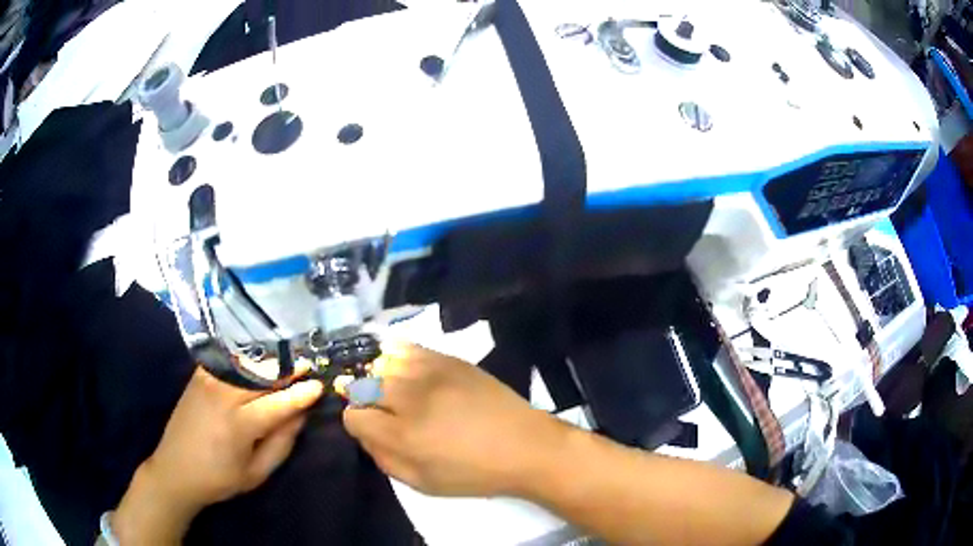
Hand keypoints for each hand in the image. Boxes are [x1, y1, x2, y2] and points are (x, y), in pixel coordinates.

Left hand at [113, 368, 322, 544]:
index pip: (278, 403)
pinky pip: (226, 360)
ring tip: (287, 358)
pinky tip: (255, 357)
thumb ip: (281, 443)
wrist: (175, 469)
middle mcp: (223, 395)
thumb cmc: (219, 478)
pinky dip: (244, 357)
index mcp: (239, 425)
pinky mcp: (198, 376)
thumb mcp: (257, 473)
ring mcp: (207, 381)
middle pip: (262, 375)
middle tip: (307, 364)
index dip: (301, 393)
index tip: (319, 384)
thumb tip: (300, 415)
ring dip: (268, 360)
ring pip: (245, 364)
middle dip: (287, 369)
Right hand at [342, 343, 568, 497]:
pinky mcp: (449, 359)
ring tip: (394, 390)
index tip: (370, 428)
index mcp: (403, 435)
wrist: (525, 446)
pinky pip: (409, 348)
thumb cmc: (474, 474)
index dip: (357, 423)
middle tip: (382, 411)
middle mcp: (411, 398)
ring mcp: (431, 373)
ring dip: (381, 378)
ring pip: (383, 364)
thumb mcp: (423, 483)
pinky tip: (406, 370)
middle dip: (365, 399)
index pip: (354, 416)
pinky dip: (399, 357)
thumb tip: (365, 434)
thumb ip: (384, 459)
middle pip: (364, 385)